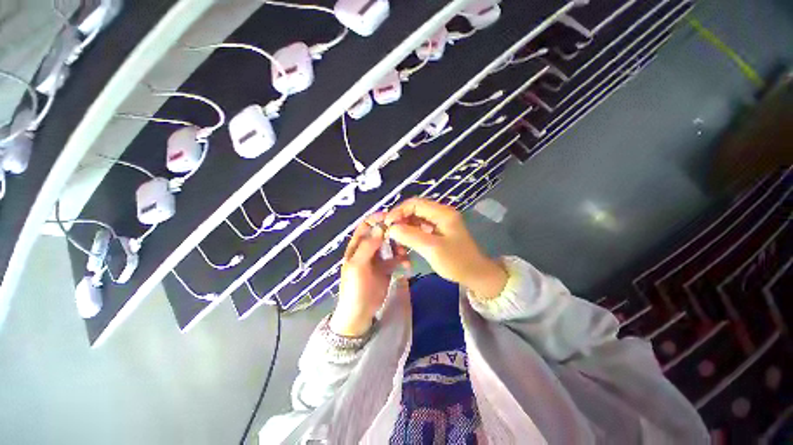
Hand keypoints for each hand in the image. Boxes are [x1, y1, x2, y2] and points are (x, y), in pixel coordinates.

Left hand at [330, 213, 409, 336]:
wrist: (360, 313)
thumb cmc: (354, 288)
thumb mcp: (357, 266)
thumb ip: (368, 246)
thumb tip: (380, 227)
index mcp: (357, 246)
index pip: (366, 225)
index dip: (377, 219)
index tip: (391, 218)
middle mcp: (368, 249)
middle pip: (382, 233)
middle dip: (392, 233)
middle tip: (403, 236)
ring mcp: (379, 258)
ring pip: (391, 245)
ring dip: (399, 246)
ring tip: (405, 254)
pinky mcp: (388, 268)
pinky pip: (397, 258)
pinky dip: (403, 259)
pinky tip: (407, 266)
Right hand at [385, 198, 506, 299]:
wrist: (476, 275)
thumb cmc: (457, 262)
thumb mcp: (432, 249)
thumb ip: (410, 236)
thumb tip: (391, 228)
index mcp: (442, 213)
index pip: (415, 203)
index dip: (398, 211)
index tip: (387, 224)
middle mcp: (440, 214)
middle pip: (414, 210)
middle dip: (400, 220)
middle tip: (388, 232)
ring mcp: (439, 223)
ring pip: (415, 219)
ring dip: (404, 228)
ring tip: (394, 239)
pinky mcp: (437, 232)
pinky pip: (419, 228)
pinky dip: (410, 234)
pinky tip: (404, 243)